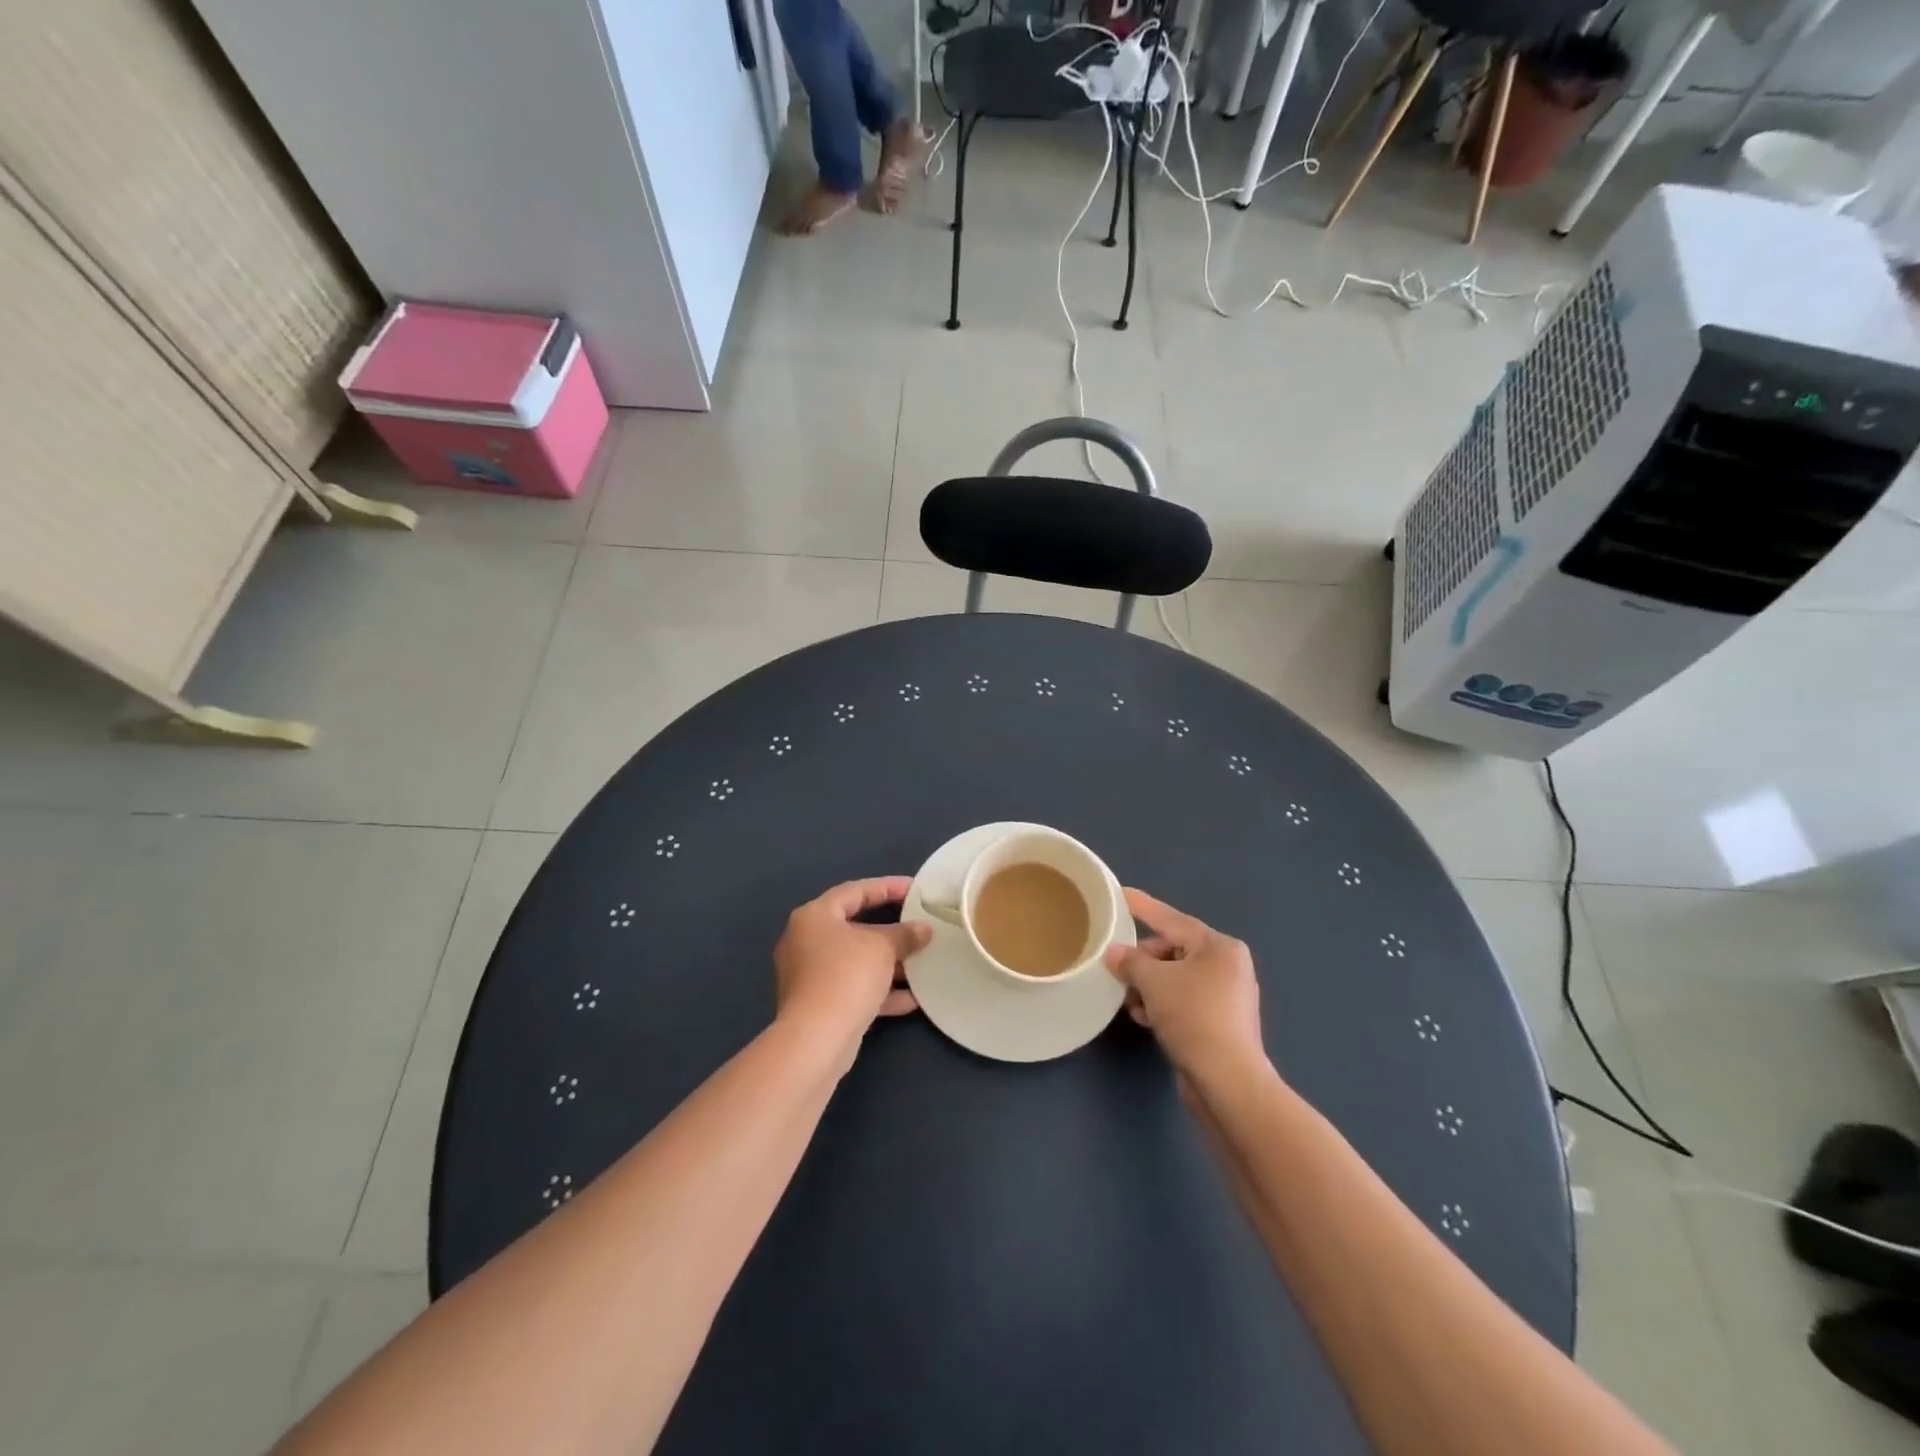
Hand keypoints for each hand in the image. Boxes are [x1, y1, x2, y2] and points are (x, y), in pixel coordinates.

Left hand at [774, 877, 930, 1071]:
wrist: (816, 1040)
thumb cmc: (846, 976)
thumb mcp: (882, 948)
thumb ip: (905, 934)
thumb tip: (924, 930)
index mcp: (814, 917)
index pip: (855, 891)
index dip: (887, 887)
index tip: (915, 889)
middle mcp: (806, 941)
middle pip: (855, 927)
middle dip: (891, 930)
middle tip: (919, 926)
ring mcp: (810, 975)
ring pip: (856, 961)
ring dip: (888, 963)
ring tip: (921, 963)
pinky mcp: (818, 1005)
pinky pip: (854, 989)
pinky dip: (880, 991)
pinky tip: (911, 999)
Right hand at [1103, 888, 1264, 1082]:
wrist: (1228, 1082)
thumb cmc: (1194, 1018)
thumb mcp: (1154, 982)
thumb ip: (1131, 961)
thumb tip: (1114, 953)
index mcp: (1219, 946)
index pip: (1171, 919)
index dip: (1142, 906)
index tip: (1120, 894)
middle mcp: (1228, 965)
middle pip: (1173, 949)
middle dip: (1143, 960)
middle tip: (1117, 969)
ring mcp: (1227, 996)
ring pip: (1176, 977)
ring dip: (1149, 986)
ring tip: (1129, 1001)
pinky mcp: (1221, 1023)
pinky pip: (1183, 1000)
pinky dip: (1162, 1004)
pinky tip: (1145, 1018)